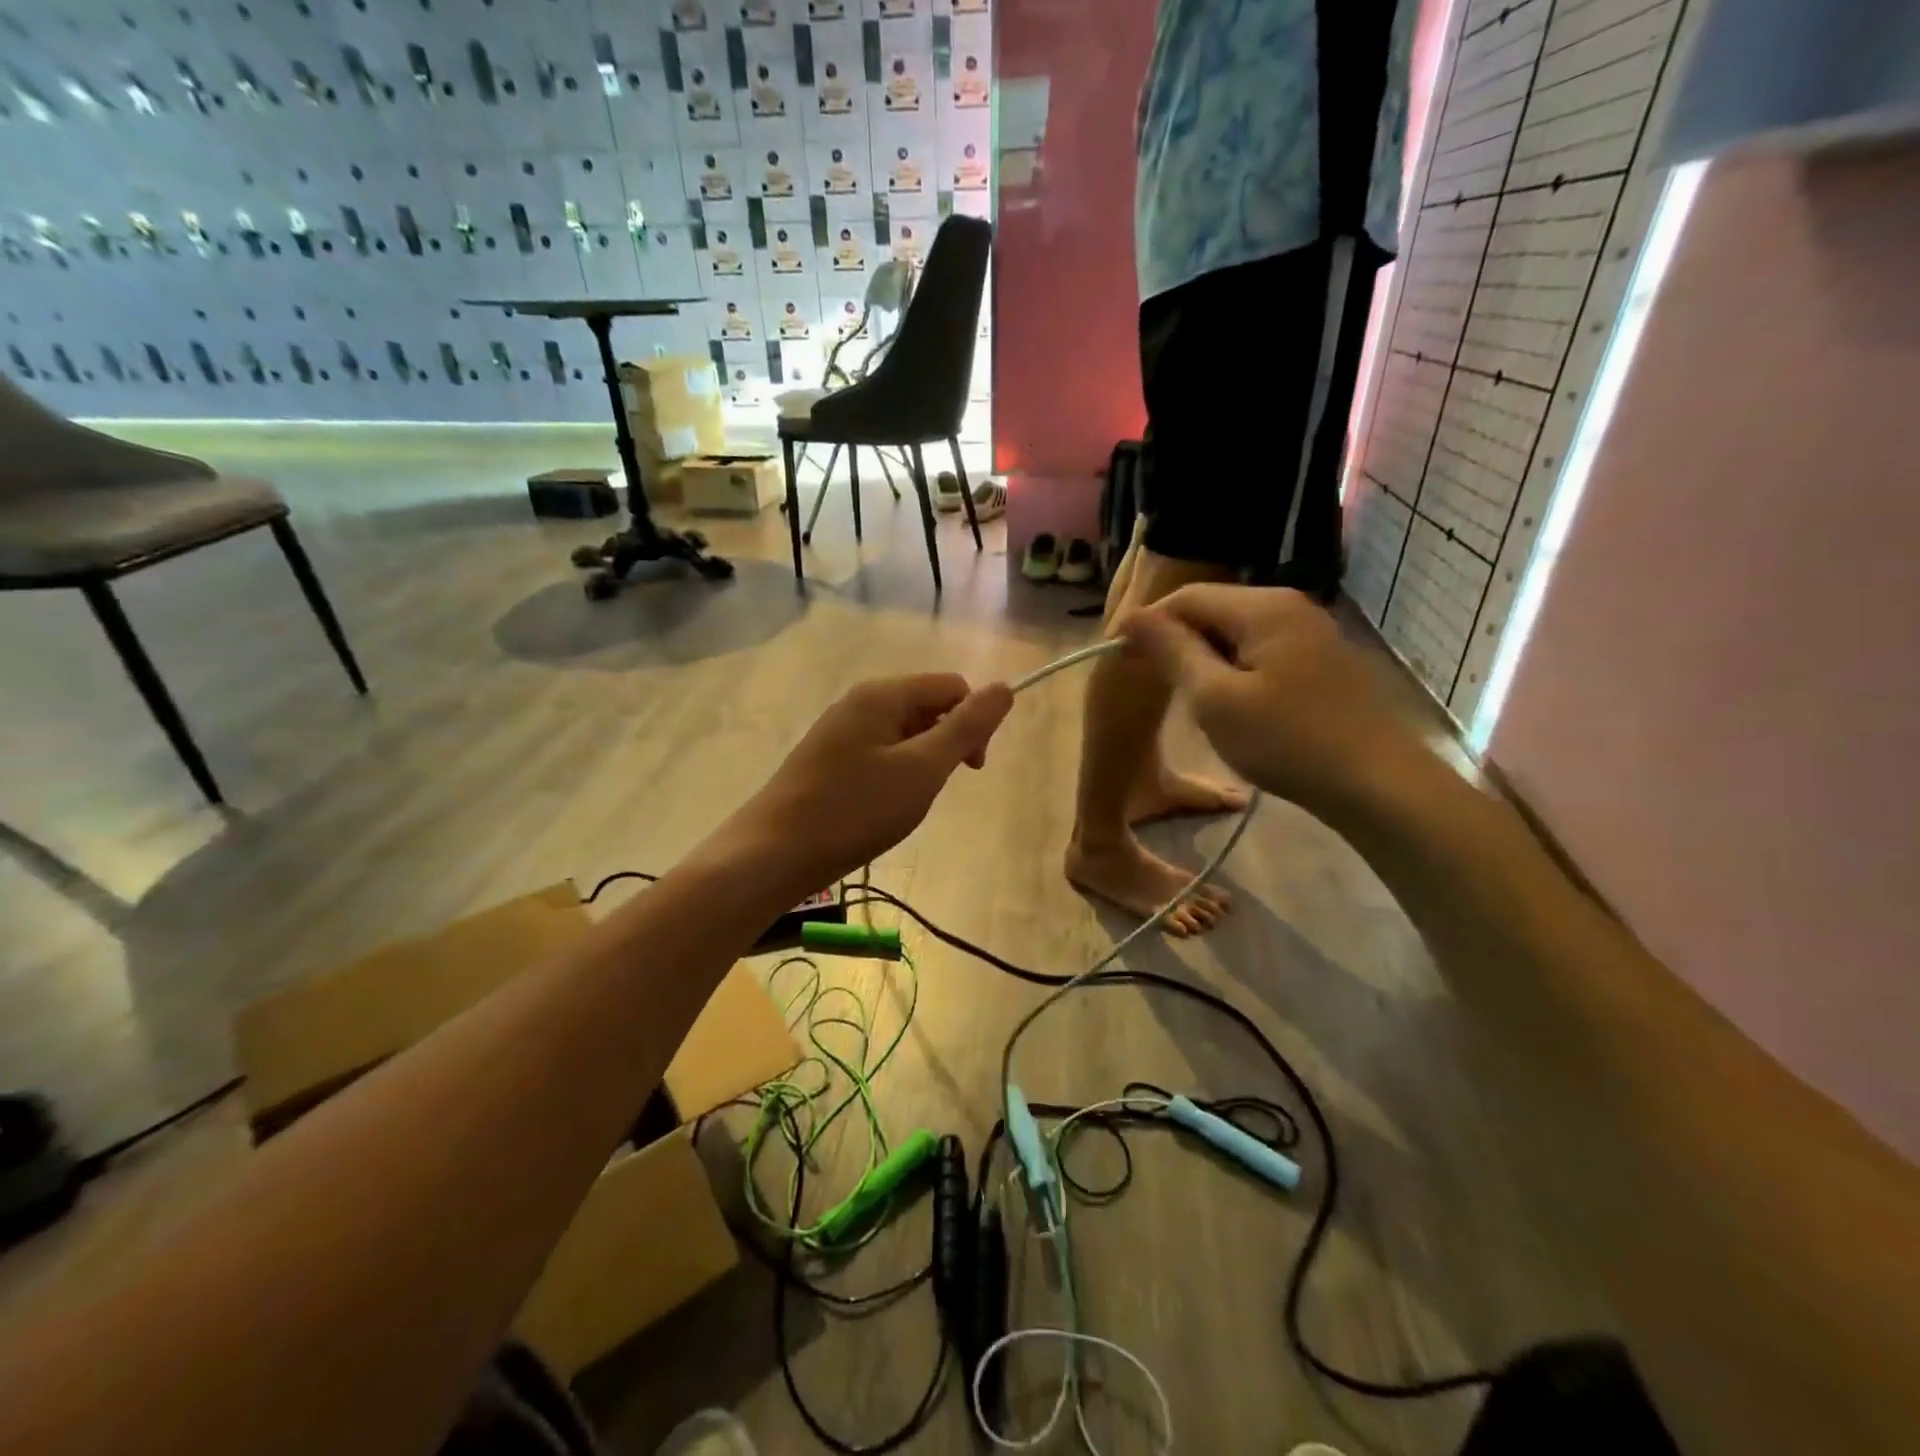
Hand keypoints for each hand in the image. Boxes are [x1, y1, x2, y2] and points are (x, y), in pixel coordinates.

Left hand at [724, 673, 1014, 888]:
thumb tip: (1005, 687)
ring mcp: (839, 730)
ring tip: (903, 805)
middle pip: (927, 706)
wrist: (772, 854)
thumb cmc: (854, 811)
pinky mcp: (827, 758)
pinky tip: (880, 808)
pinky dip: (894, 776)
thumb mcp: (921, 770)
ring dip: (920, 764)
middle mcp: (859, 701)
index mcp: (883, 694)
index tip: (970, 770)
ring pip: (904, 734)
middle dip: (945, 744)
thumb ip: (966, 728)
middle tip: (932, 791)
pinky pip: (879, 753)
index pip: (952, 686)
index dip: (973, 722)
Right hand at [1121, 585, 1424, 819]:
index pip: (1187, 597)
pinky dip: (1237, 672)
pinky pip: (1263, 652)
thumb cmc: (1288, 741)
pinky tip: (1236, 709)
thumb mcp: (1216, 699)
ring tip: (1196, 704)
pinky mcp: (1323, 659)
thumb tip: (1133, 617)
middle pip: (1215, 610)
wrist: (1379, 784)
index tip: (1123, 661)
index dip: (1150, 624)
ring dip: (1208, 662)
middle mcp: (1290, 605)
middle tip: (1161, 690)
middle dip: (1180, 644)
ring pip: (1238, 634)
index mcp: (1264, 607)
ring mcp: (1312, 631)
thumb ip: (1173, 652)